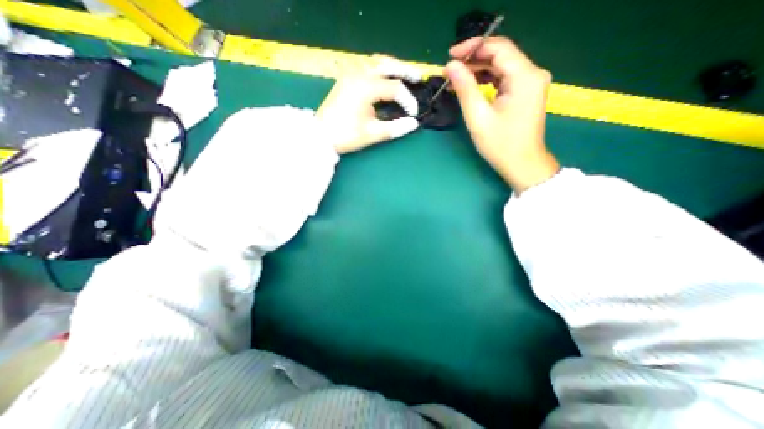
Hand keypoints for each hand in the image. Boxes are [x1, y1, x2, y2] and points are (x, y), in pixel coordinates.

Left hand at [319, 56, 423, 153]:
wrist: (320, 135)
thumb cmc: (346, 135)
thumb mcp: (372, 133)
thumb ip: (395, 128)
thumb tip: (413, 124)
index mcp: (366, 88)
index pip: (395, 88)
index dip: (408, 100)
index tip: (413, 113)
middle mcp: (359, 75)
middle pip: (387, 65)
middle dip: (405, 71)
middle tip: (418, 78)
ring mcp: (350, 75)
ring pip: (375, 62)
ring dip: (391, 67)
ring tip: (403, 75)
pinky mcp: (346, 80)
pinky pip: (366, 67)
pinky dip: (378, 69)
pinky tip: (383, 77)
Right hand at [445, 34, 559, 192]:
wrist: (522, 164)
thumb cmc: (500, 144)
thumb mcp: (478, 117)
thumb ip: (465, 88)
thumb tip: (451, 66)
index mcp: (524, 76)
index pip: (498, 47)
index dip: (473, 47)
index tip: (450, 56)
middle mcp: (532, 74)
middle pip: (501, 54)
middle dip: (474, 59)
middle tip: (450, 70)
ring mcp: (530, 83)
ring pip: (501, 66)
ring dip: (478, 70)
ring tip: (456, 79)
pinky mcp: (525, 92)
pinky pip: (504, 78)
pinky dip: (487, 80)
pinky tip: (471, 86)